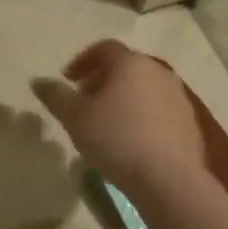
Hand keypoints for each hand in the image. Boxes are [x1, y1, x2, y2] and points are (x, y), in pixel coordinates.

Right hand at [32, 41, 205, 193]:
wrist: (169, 180)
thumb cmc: (116, 139)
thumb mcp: (74, 117)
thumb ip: (55, 96)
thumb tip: (38, 82)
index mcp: (130, 63)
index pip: (103, 49)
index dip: (82, 61)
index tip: (68, 80)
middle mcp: (158, 72)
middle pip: (125, 68)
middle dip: (101, 80)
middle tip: (84, 101)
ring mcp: (178, 97)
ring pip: (143, 88)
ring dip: (122, 98)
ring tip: (105, 123)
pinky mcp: (189, 123)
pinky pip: (158, 110)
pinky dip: (141, 115)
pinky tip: (129, 141)